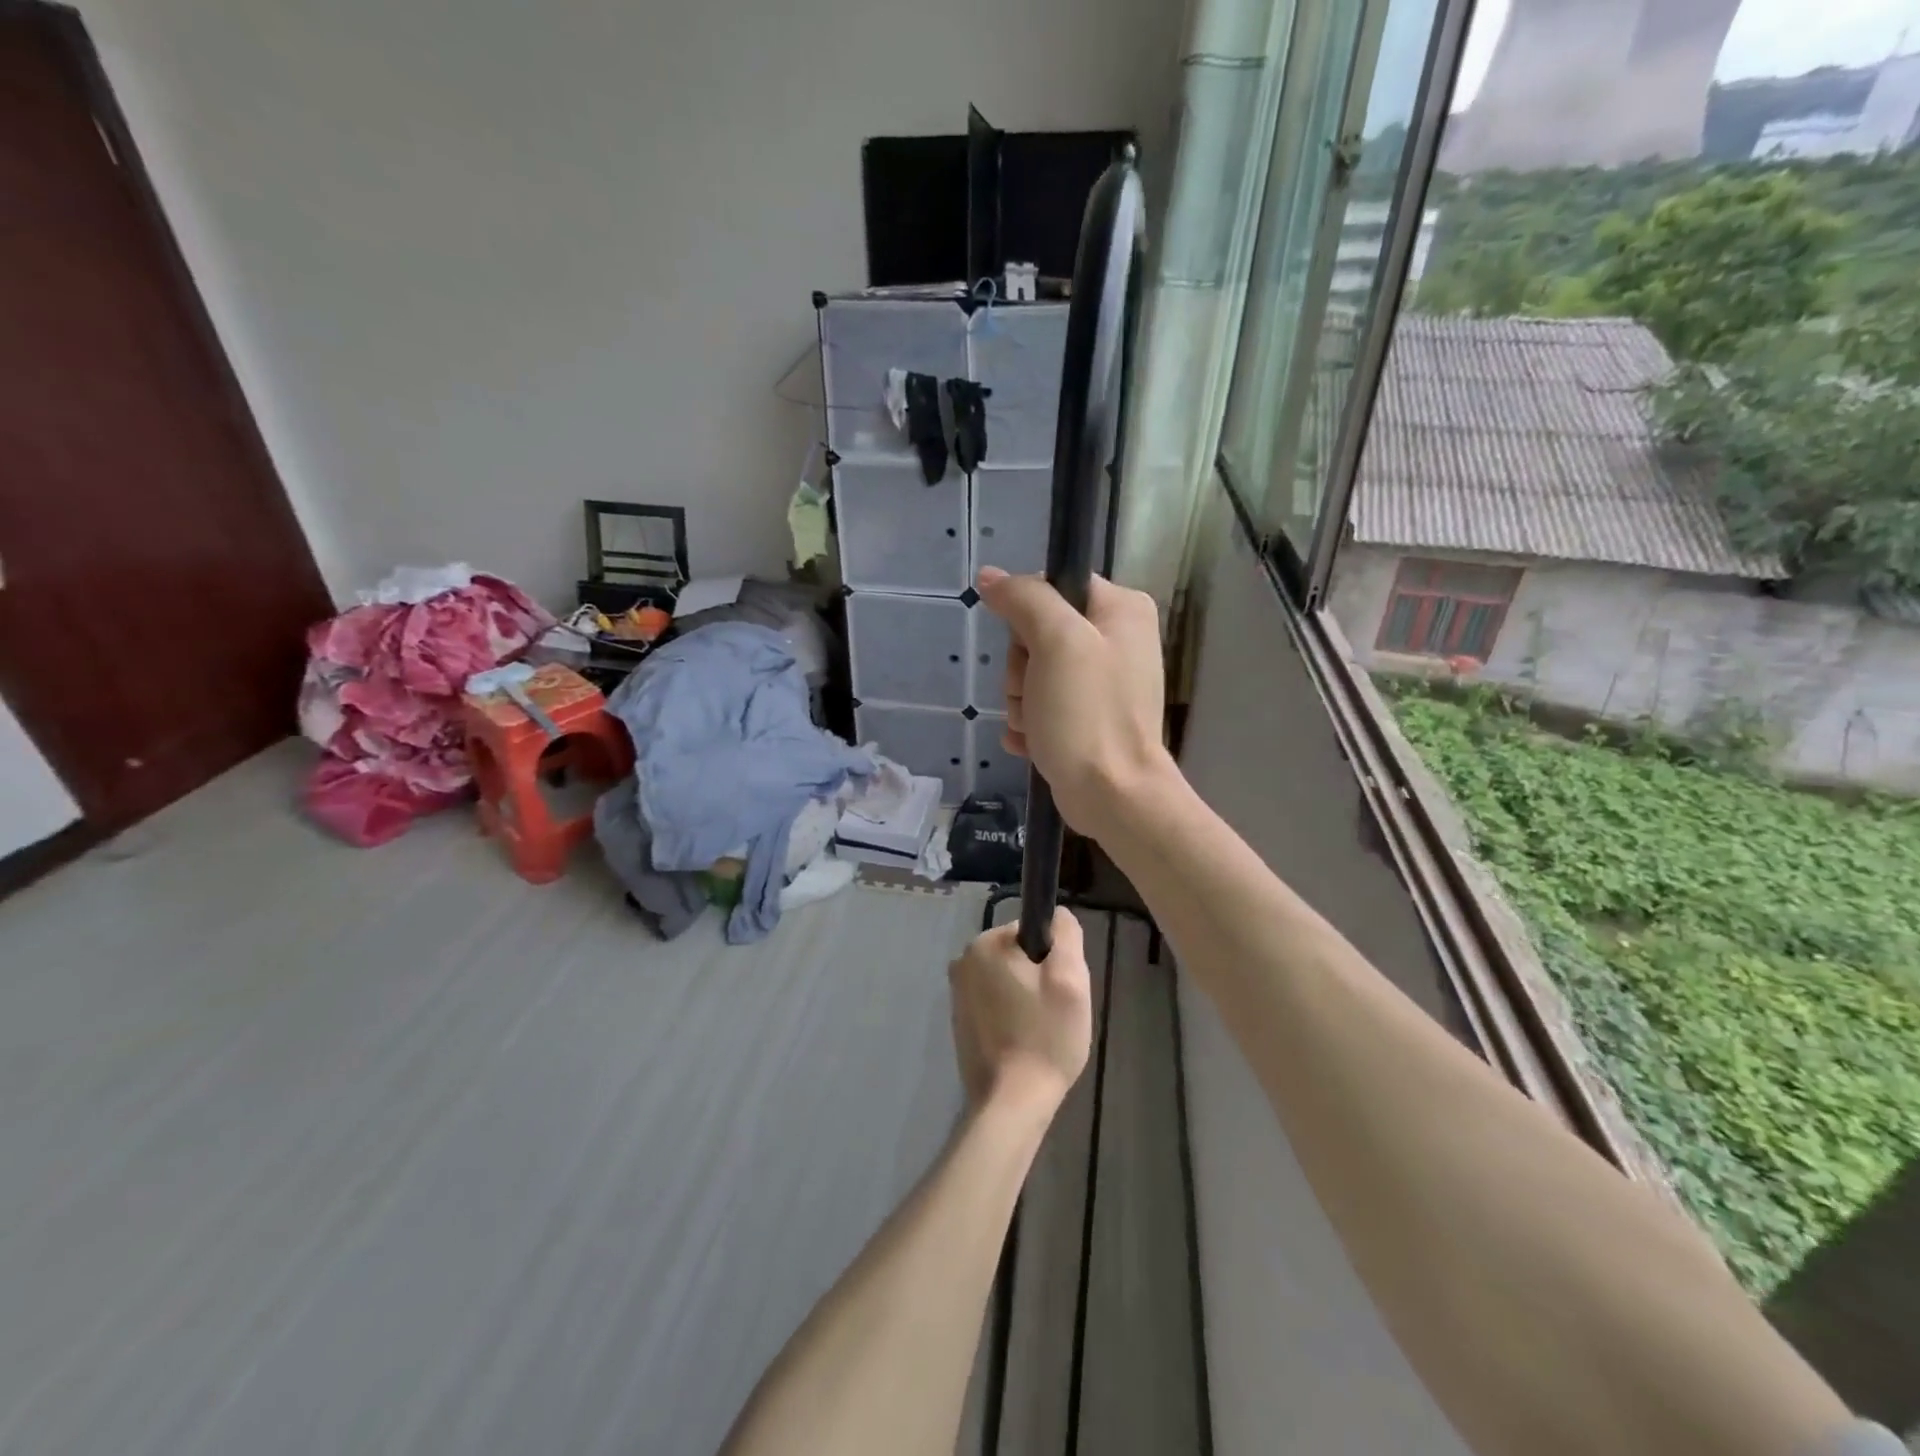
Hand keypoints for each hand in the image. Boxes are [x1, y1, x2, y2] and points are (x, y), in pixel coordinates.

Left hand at [948, 909, 1092, 1117]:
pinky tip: (1023, 1043)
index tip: (1061, 989)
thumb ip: (1066, 935)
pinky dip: (1012, 1017)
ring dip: (1027, 999)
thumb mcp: (1070, 978)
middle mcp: (962, 962)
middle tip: (1055, 1013)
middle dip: (1040, 979)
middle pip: (1018, 957)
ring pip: (1008, 982)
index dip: (1053, 958)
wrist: (1011, 1102)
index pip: (1031, 933)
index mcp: (984, 944)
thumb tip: (1057, 914)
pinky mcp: (960, 1022)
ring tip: (1040, 1032)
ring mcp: (957, 995)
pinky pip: (995, 1005)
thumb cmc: (1045, 1036)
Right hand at [976, 567, 1171, 835]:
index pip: (1053, 586)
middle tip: (1034, 693)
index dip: (1027, 616)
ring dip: (1020, 701)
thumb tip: (991, 576)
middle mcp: (1117, 640)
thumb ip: (1024, 599)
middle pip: (1038, 633)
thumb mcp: (1055, 642)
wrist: (1112, 796)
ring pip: (1033, 673)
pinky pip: (1042, 706)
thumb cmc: (1088, 714)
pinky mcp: (1088, 718)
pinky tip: (1033, 742)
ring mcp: (1102, 683)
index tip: (1030, 647)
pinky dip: (1030, 724)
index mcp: (1122, 609)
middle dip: (1021, 668)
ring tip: (1036, 724)